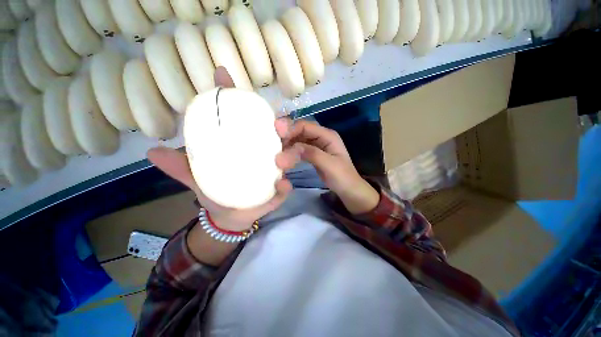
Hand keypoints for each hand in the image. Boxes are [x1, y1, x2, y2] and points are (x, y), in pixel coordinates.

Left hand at [147, 67, 299, 232]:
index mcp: (247, 146)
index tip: (224, 77)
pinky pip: (285, 187)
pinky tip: (282, 186)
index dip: (237, 97)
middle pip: (277, 135)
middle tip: (278, 125)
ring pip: (288, 157)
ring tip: (279, 160)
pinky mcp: (279, 191)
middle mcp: (266, 154)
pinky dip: (285, 186)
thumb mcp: (198, 177)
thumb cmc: (217, 193)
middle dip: (281, 125)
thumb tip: (152, 150)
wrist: (229, 216)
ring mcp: (275, 172)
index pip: (247, 119)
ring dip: (288, 155)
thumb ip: (181, 166)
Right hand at [274, 119, 379, 214]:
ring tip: (276, 152)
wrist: (349, 190)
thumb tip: (289, 149)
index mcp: (328, 135)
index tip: (276, 139)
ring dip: (288, 145)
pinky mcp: (313, 154)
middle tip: (273, 147)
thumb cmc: (342, 177)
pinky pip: (300, 149)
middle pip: (300, 131)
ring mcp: (317, 145)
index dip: (290, 129)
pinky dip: (292, 152)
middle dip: (287, 137)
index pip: (305, 126)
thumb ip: (311, 154)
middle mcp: (321, 137)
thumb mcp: (328, 165)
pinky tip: (284, 157)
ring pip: (298, 140)